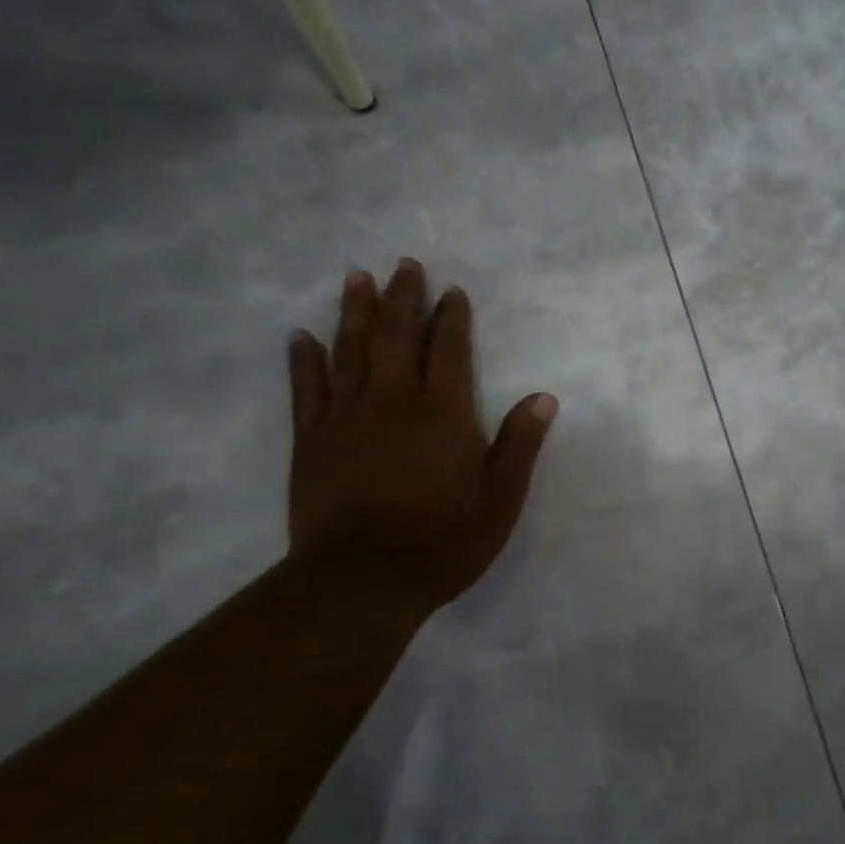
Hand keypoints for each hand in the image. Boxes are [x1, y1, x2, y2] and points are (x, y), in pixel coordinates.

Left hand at [287, 259, 555, 611]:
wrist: (364, 579)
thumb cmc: (445, 539)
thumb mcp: (502, 497)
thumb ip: (520, 443)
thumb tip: (543, 397)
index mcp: (443, 411)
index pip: (449, 350)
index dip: (451, 318)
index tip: (451, 292)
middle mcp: (394, 401)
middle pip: (395, 336)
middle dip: (402, 297)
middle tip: (404, 264)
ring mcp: (347, 417)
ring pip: (349, 350)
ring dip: (354, 311)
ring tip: (356, 278)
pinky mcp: (311, 440)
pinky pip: (306, 389)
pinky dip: (304, 359)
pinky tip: (301, 336)